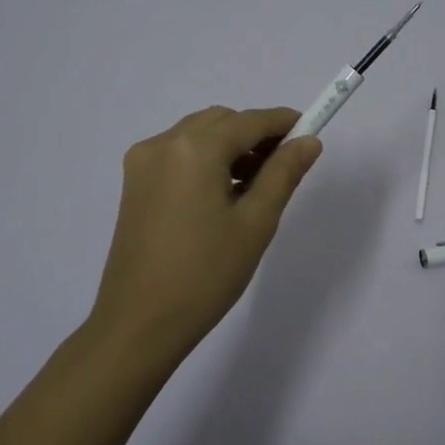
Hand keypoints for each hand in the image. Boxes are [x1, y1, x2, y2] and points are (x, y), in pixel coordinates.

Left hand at [89, 106, 321, 356]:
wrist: (140, 323)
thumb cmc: (206, 274)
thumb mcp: (256, 223)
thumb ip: (284, 173)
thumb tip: (308, 141)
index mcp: (194, 149)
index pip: (249, 121)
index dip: (283, 122)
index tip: (311, 132)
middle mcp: (163, 144)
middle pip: (221, 121)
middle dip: (255, 135)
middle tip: (283, 167)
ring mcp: (142, 162)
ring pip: (198, 135)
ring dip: (230, 147)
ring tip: (254, 186)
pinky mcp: (134, 183)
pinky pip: (178, 153)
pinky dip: (205, 160)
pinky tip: (221, 194)